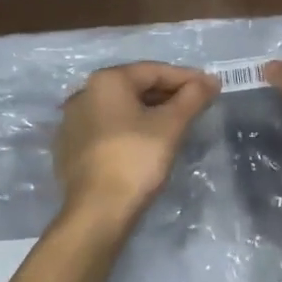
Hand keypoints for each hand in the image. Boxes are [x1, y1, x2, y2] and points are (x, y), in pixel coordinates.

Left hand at [55, 62, 219, 219]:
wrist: (97, 211)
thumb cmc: (136, 160)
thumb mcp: (171, 126)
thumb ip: (192, 98)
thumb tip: (210, 81)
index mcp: (106, 81)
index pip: (154, 71)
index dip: (186, 78)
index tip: (211, 87)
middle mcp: (84, 93)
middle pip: (135, 87)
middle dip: (168, 94)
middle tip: (196, 105)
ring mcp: (73, 121)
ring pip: (120, 108)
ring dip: (149, 111)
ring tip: (176, 123)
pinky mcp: (70, 147)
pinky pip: (107, 128)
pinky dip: (129, 129)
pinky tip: (146, 142)